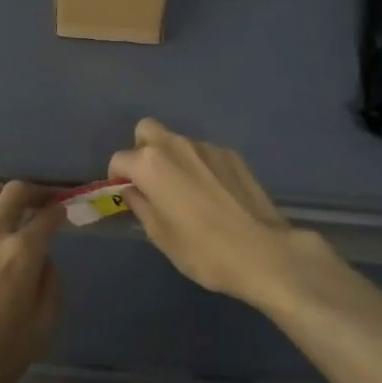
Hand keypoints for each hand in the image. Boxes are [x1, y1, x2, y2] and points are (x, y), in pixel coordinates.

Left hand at [0, 182, 62, 382]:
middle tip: (41, 201)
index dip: (59, 210)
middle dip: (34, 191)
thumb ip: (50, 287)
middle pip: (15, 191)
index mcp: (23, 253)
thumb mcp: (41, 329)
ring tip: (9, 210)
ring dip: (3, 197)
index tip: (63, 212)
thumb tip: (44, 261)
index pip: (48, 217)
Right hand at [107, 118, 325, 306]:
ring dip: (174, 159)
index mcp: (151, 164)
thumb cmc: (203, 250)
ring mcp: (207, 147)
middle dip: (142, 150)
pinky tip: (215, 194)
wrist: (263, 252)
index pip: (120, 159)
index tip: (126, 195)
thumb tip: (132, 190)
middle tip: (152, 182)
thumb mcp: (160, 236)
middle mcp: (176, 145)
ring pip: (178, 142)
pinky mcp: (232, 155)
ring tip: (188, 192)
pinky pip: (205, 153)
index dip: (118, 177)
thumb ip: (141, 206)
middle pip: (147, 130)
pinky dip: (201, 166)